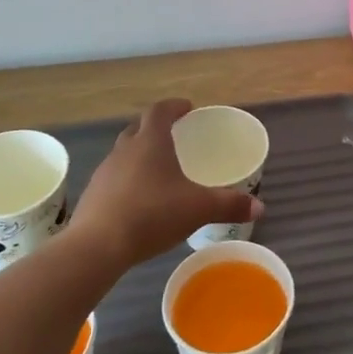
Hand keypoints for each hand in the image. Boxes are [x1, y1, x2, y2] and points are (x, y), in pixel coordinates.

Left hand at [65, 99, 263, 270]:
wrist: (96, 247)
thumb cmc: (152, 215)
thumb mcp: (198, 209)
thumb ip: (229, 205)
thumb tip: (259, 207)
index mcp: (150, 142)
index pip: (160, 111)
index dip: (174, 106)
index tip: (188, 108)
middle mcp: (125, 150)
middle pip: (139, 128)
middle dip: (156, 128)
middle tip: (174, 136)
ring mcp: (105, 172)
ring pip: (124, 153)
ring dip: (140, 154)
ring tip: (158, 170)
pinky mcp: (93, 195)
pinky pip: (114, 178)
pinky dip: (128, 180)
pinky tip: (139, 200)